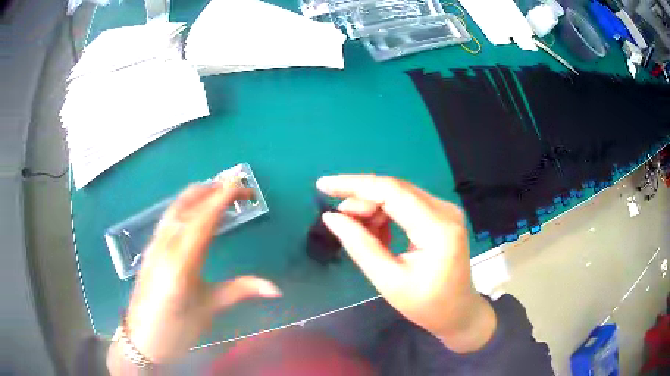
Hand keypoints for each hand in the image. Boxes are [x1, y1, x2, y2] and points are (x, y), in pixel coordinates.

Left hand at [113, 182, 281, 365]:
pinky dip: (186, 204)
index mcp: (182, 263)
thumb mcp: (208, 310)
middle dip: (213, 190)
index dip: (223, 198)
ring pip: (176, 207)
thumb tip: (276, 289)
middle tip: (239, 191)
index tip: (243, 187)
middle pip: (188, 205)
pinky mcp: (150, 247)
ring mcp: (155, 244)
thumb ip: (240, 291)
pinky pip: (169, 216)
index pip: (204, 220)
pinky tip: (195, 210)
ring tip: (220, 193)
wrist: (141, 338)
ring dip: (199, 194)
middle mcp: (166, 246)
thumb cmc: (176, 329)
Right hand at [317, 175, 495, 352]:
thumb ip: (360, 246)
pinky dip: (386, 214)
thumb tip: (331, 217)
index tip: (323, 185)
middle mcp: (445, 210)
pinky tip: (377, 233)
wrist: (457, 311)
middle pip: (395, 189)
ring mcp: (445, 210)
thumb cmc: (426, 304)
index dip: (354, 185)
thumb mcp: (388, 281)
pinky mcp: (441, 215)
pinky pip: (406, 204)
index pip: (391, 192)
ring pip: (399, 194)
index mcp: (437, 228)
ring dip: (373, 208)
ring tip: (358, 231)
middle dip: (361, 199)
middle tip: (339, 219)